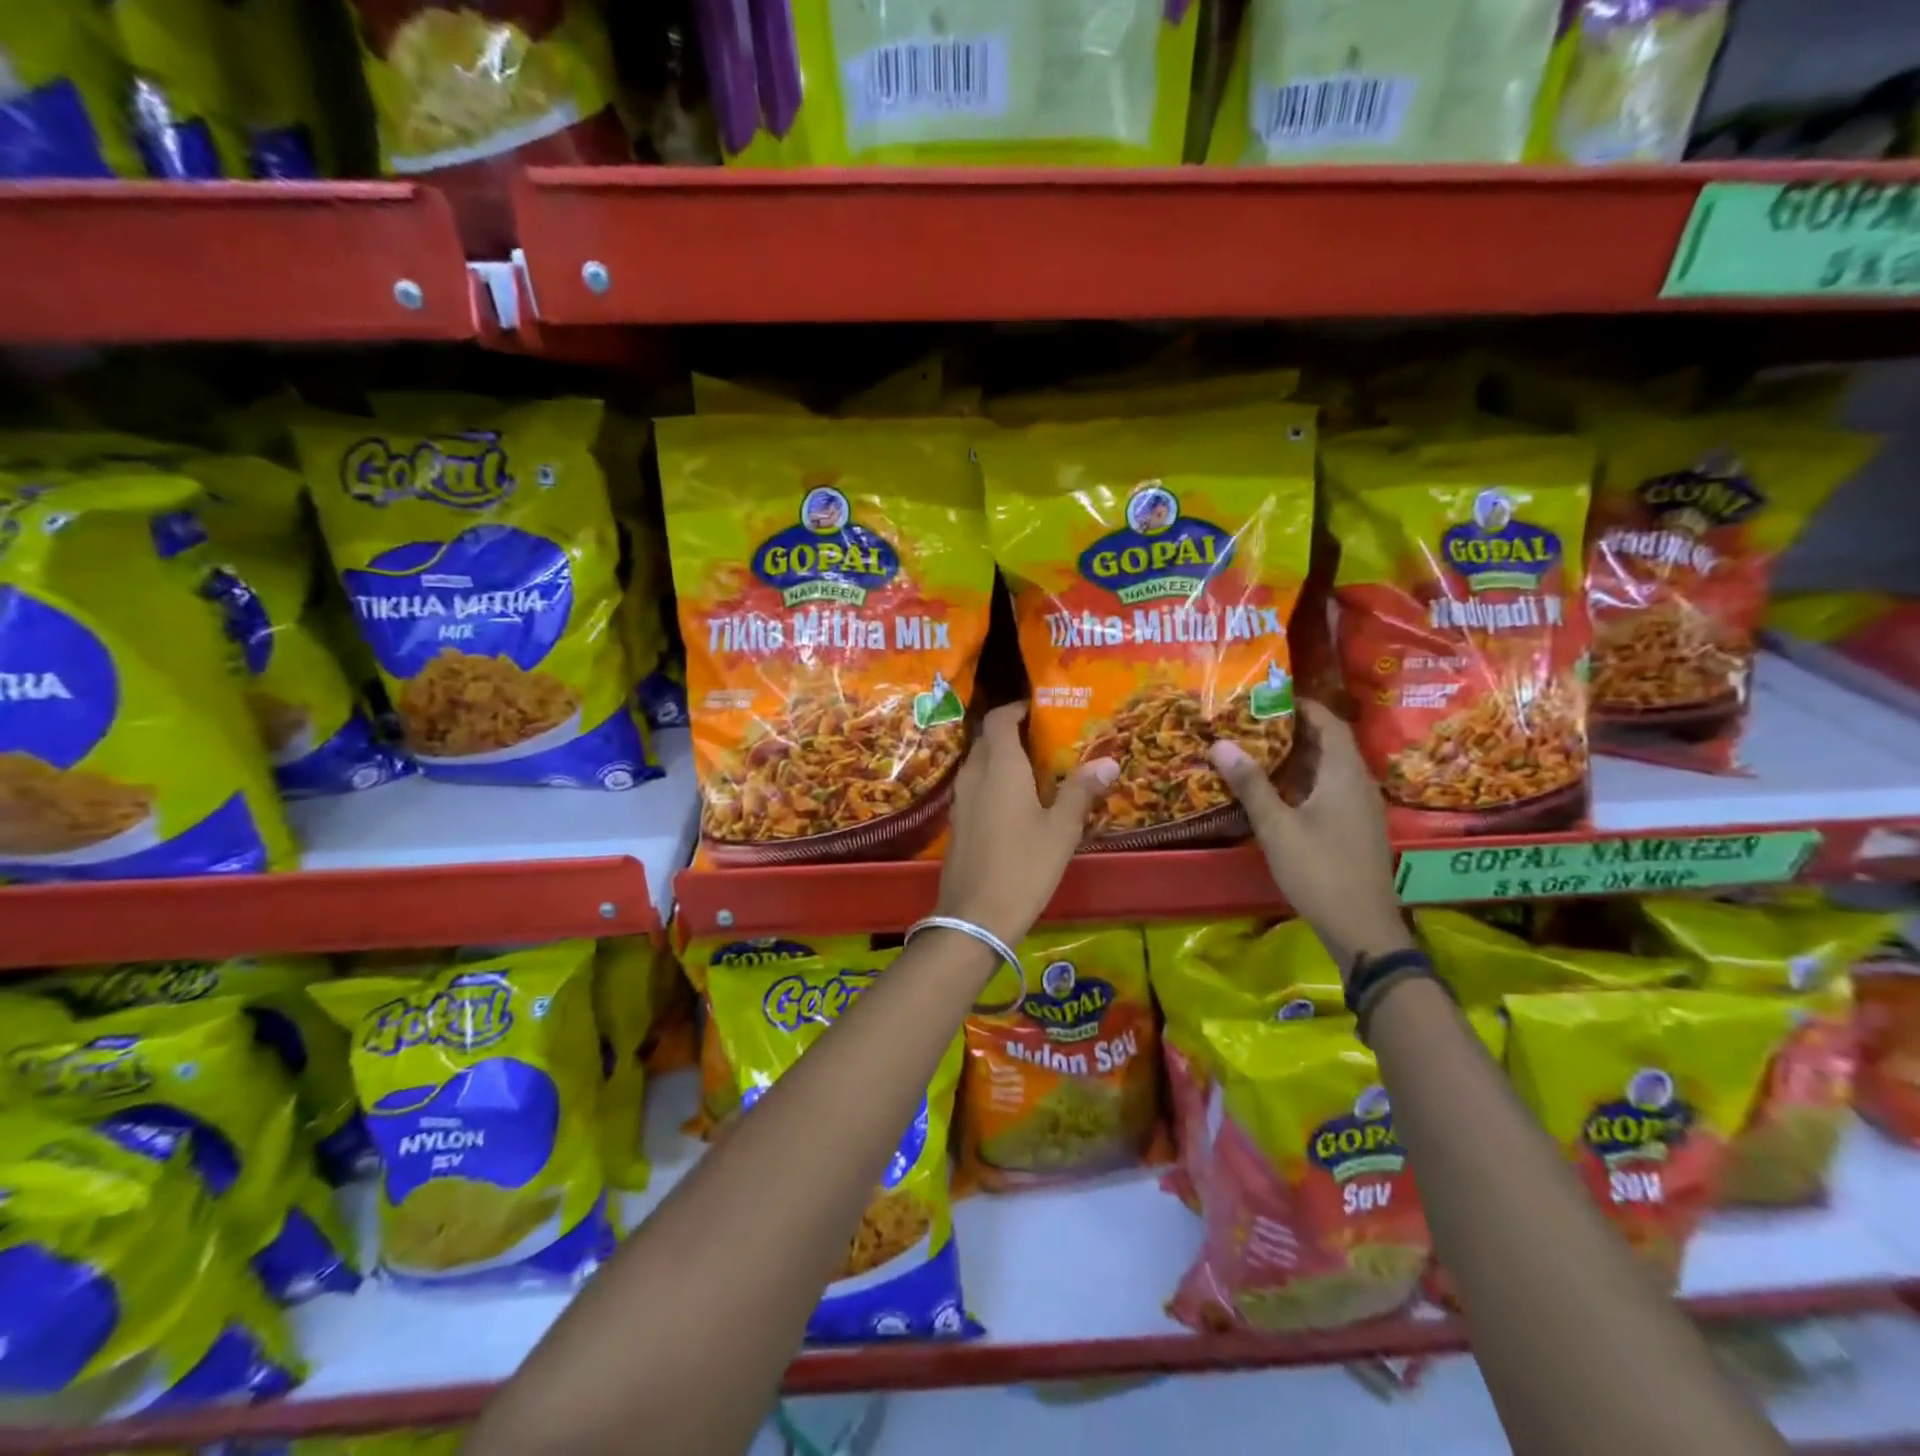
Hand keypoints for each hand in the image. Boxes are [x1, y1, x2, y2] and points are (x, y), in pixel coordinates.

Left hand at [934, 703, 1117, 946]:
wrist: (975, 916)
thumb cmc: (1024, 866)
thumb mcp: (1061, 829)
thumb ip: (1081, 791)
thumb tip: (1109, 760)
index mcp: (999, 767)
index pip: (999, 719)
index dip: (1016, 709)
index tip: (1039, 710)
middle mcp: (974, 774)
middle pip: (987, 739)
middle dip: (1012, 732)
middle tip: (1045, 739)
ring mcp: (961, 799)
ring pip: (979, 763)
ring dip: (1001, 758)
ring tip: (1035, 769)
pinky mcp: (957, 822)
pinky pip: (974, 786)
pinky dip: (992, 781)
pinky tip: (1016, 802)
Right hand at [1208, 700, 1411, 977]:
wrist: (1362, 927)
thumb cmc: (1319, 871)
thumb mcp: (1277, 827)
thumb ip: (1250, 784)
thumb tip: (1220, 743)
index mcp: (1344, 774)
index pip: (1329, 723)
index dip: (1302, 705)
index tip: (1268, 696)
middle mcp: (1359, 783)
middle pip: (1330, 742)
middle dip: (1294, 728)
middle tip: (1254, 720)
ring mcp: (1361, 807)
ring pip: (1330, 767)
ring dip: (1299, 754)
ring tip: (1259, 747)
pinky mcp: (1357, 827)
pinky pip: (1332, 787)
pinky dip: (1305, 778)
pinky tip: (1279, 788)